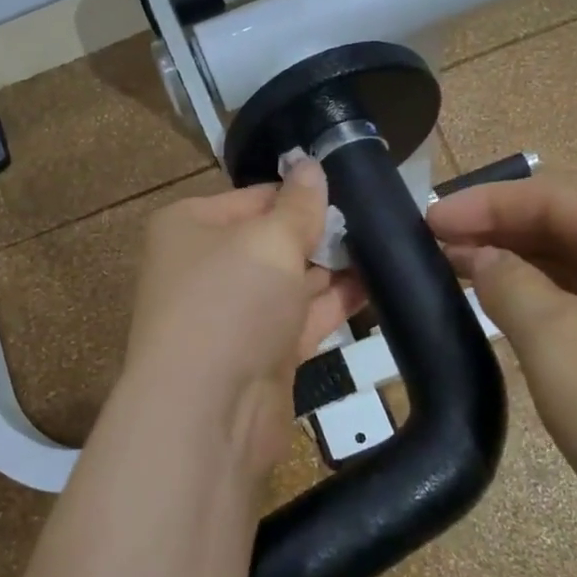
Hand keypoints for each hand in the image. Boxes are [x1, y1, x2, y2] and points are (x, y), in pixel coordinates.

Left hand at [124, 159, 362, 472]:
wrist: (207, 413)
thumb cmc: (230, 303)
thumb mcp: (270, 241)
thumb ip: (299, 205)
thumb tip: (311, 163)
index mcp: (190, 227)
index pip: (254, 197)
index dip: (300, 192)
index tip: (351, 186)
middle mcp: (205, 267)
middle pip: (271, 239)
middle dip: (320, 231)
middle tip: (378, 218)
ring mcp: (232, 314)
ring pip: (289, 281)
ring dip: (332, 268)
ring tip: (387, 246)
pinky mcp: (259, 354)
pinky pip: (300, 318)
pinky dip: (333, 304)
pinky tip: (377, 286)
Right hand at [428, 169, 576, 576]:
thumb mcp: (560, 342)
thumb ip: (508, 284)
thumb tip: (478, 257)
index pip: (555, 196)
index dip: (484, 203)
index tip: (422, 219)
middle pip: (566, 224)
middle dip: (497, 230)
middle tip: (429, 245)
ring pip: (573, 266)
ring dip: (514, 265)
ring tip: (450, 269)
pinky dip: (538, 301)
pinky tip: (498, 309)